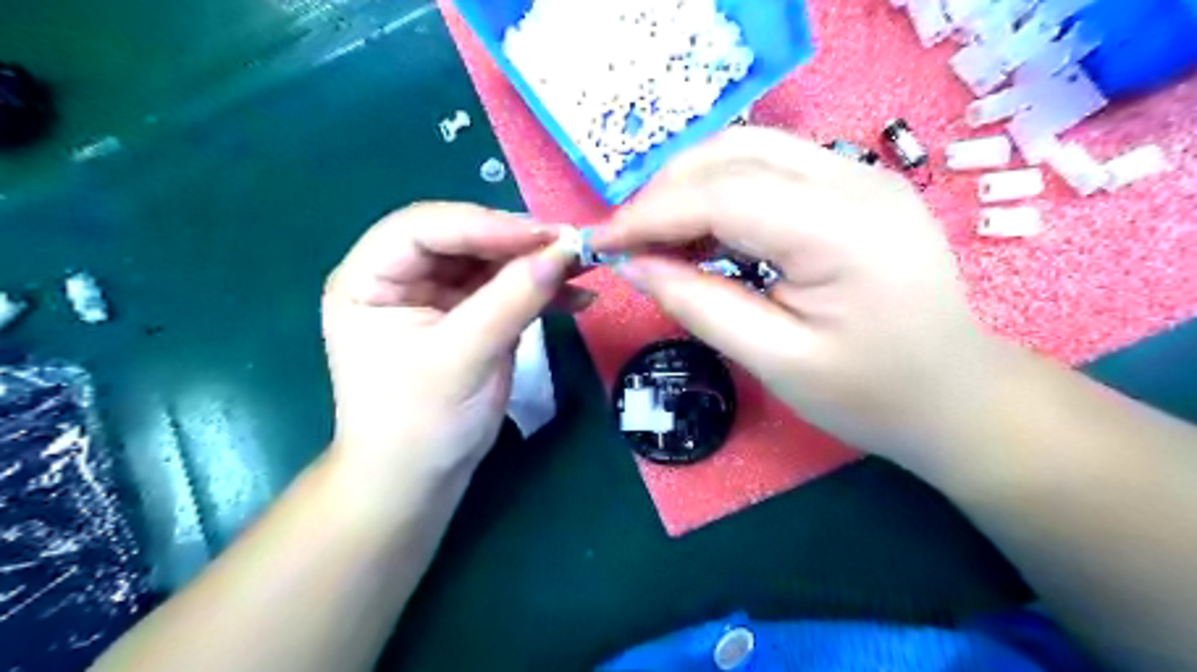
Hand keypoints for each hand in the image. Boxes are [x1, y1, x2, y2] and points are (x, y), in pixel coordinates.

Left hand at [321, 206, 575, 498]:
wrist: (420, 479)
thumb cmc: (420, 422)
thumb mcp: (462, 357)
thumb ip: (511, 300)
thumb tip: (563, 250)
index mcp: (370, 278)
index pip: (423, 228)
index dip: (483, 224)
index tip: (543, 236)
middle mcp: (402, 277)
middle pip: (463, 238)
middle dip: (518, 242)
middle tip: (572, 246)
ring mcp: (439, 294)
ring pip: (492, 261)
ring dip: (538, 263)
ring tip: (585, 267)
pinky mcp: (471, 314)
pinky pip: (508, 289)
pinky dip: (542, 291)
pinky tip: (577, 298)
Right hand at [597, 128, 1003, 466]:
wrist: (955, 396)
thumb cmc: (869, 394)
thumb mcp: (775, 361)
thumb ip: (699, 305)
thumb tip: (634, 266)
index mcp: (842, 230)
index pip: (722, 195)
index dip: (651, 215)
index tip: (600, 242)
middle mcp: (856, 180)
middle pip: (735, 153)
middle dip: (666, 191)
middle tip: (626, 240)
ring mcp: (862, 175)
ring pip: (751, 150)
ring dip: (692, 185)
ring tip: (657, 236)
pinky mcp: (857, 186)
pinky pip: (773, 168)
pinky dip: (724, 191)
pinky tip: (703, 230)